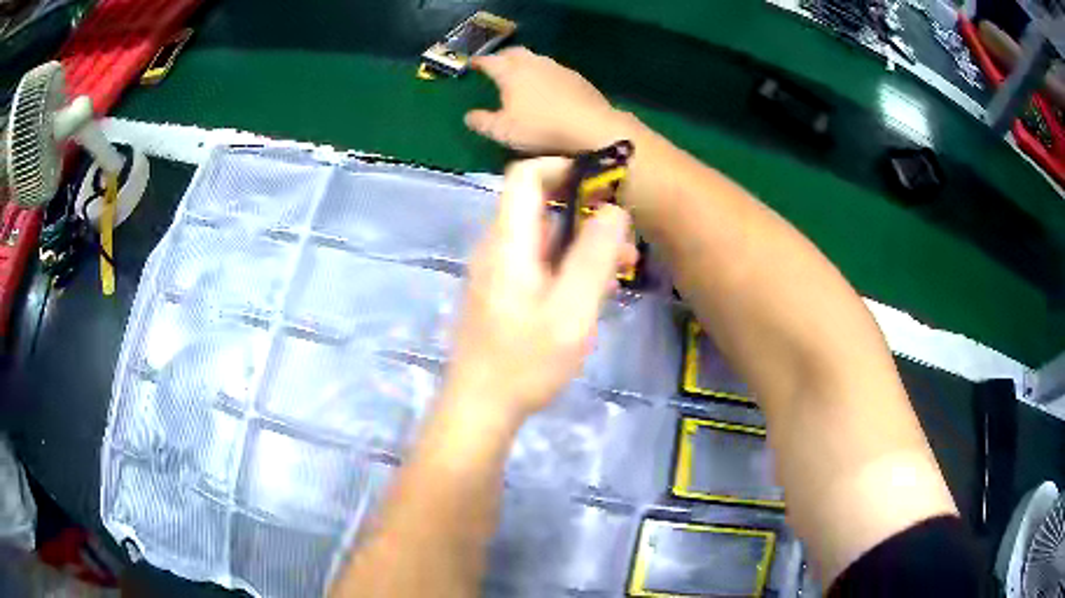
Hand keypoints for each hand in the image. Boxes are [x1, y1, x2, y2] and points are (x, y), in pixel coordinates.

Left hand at [442, 158, 635, 422]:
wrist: (479, 407)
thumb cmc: (525, 362)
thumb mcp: (572, 310)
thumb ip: (594, 256)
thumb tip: (613, 209)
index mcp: (508, 241)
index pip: (525, 175)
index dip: (563, 167)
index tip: (603, 184)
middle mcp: (498, 246)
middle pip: (540, 204)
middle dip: (587, 213)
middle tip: (625, 242)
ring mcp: (498, 270)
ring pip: (544, 236)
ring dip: (583, 243)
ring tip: (620, 271)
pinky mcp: (503, 291)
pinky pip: (539, 261)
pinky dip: (569, 264)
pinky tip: (593, 293)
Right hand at [466, 47, 633, 153]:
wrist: (590, 126)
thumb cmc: (540, 127)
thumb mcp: (504, 131)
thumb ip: (482, 122)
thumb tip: (468, 116)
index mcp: (511, 72)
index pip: (490, 61)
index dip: (479, 62)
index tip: (473, 63)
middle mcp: (532, 63)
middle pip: (513, 52)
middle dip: (501, 56)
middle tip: (495, 63)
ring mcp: (556, 67)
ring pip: (534, 58)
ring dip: (523, 62)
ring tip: (519, 72)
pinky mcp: (574, 76)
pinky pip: (552, 68)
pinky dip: (542, 72)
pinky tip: (545, 84)